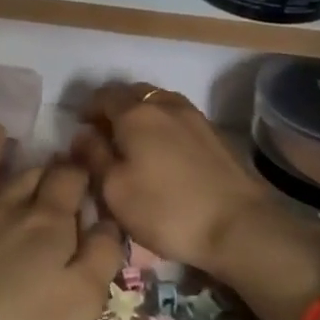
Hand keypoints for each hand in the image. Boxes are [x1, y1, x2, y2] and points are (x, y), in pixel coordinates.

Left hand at [0, 126, 122, 319]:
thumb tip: (107, 220)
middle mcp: (4, 212)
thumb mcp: (83, 301)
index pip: (68, 182)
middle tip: (52, 157)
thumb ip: (101, 255)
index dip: (80, 170)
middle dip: (43, 166)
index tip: (87, 162)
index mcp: (46, 224)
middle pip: (27, 178)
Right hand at [69, 83, 274, 273]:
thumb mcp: (114, 190)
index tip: (80, 129)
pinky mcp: (215, 134)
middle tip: (105, 135)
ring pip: (158, 103)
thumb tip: (82, 135)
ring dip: (141, 115)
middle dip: (115, 108)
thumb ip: (93, 156)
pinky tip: (162, 152)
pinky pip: (178, 117)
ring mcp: (195, 116)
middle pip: (133, 93)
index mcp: (136, 114)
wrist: (239, 226)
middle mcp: (165, 104)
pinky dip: (163, 125)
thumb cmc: (167, 210)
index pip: (103, 95)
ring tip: (134, 143)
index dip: (88, 109)